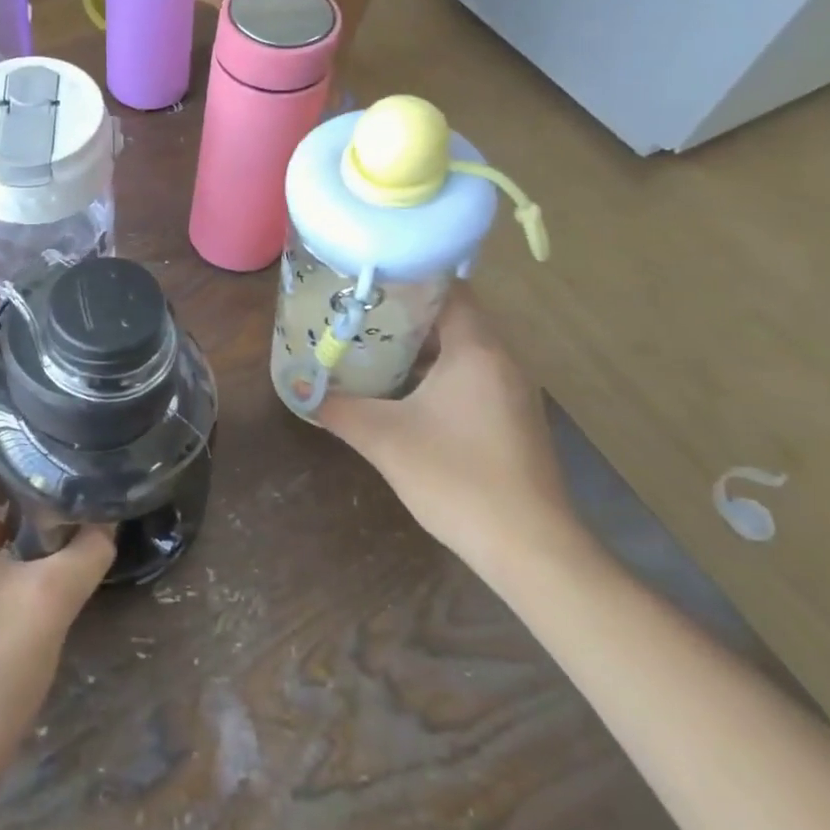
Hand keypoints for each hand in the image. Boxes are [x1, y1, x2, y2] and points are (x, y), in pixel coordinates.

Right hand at [315, 288, 580, 570]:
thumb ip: (337, 408)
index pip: (447, 288)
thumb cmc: (456, 479)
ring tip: (372, 347)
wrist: (530, 549)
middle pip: (453, 316)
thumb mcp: (384, 439)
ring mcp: (513, 391)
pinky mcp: (515, 419)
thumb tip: (299, 389)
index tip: (365, 283)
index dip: (406, 279)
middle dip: (405, 314)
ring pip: (463, 349)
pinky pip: (473, 377)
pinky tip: (406, 393)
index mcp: (476, 350)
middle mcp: (502, 360)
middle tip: (357, 315)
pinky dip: (440, 373)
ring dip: (422, 346)